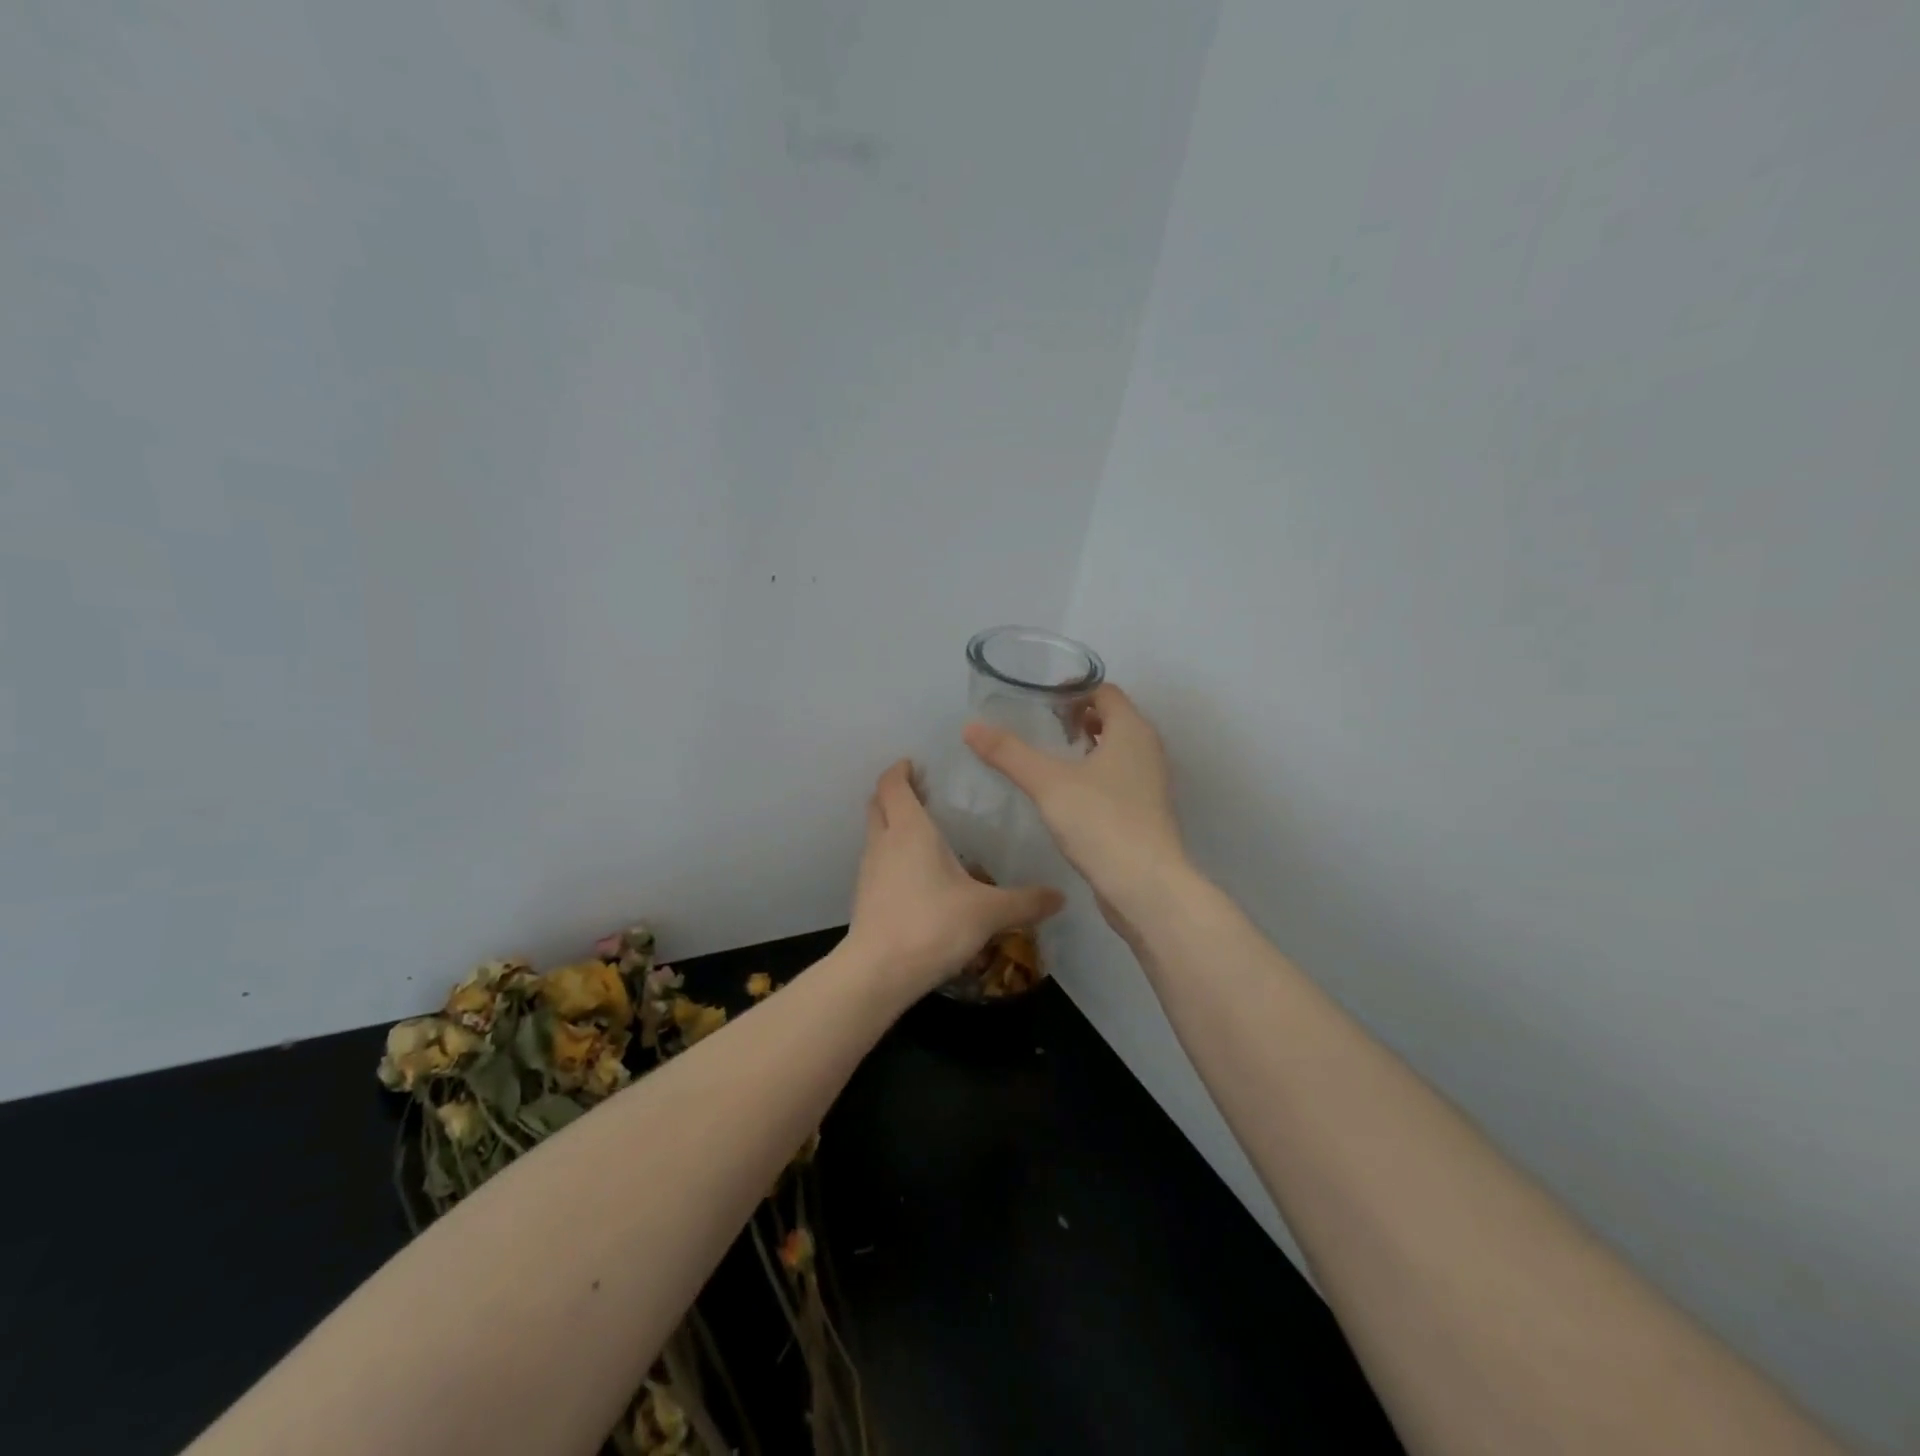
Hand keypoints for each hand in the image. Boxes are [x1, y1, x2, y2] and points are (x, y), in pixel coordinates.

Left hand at [844, 760, 1065, 995]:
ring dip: (892, 823)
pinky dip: (891, 854)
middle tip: (923, 792)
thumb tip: (1060, 896)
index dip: (900, 770)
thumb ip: (1025, 902)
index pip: (894, 784)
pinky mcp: (865, 897)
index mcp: (910, 830)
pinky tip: (916, 873)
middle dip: (895, 792)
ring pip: (875, 832)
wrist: (878, 972)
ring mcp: (869, 870)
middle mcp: (884, 842)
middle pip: (878, 803)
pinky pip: (877, 861)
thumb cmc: (932, 925)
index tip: (916, 763)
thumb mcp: (988, 912)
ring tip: (924, 831)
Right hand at [963, 684, 1187, 918]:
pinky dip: (1095, 773)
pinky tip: (1067, 793)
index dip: (1074, 689)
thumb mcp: (1047, 783)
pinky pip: (1118, 777)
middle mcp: (1147, 749)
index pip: (1105, 691)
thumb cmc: (1100, 822)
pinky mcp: (1145, 810)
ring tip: (1050, 757)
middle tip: (1041, 726)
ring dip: (1087, 747)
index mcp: (1131, 730)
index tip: (1040, 701)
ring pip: (1117, 750)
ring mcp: (1149, 782)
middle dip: (1078, 717)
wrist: (1145, 886)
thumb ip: (1009, 753)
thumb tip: (970, 727)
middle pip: (1112, 718)